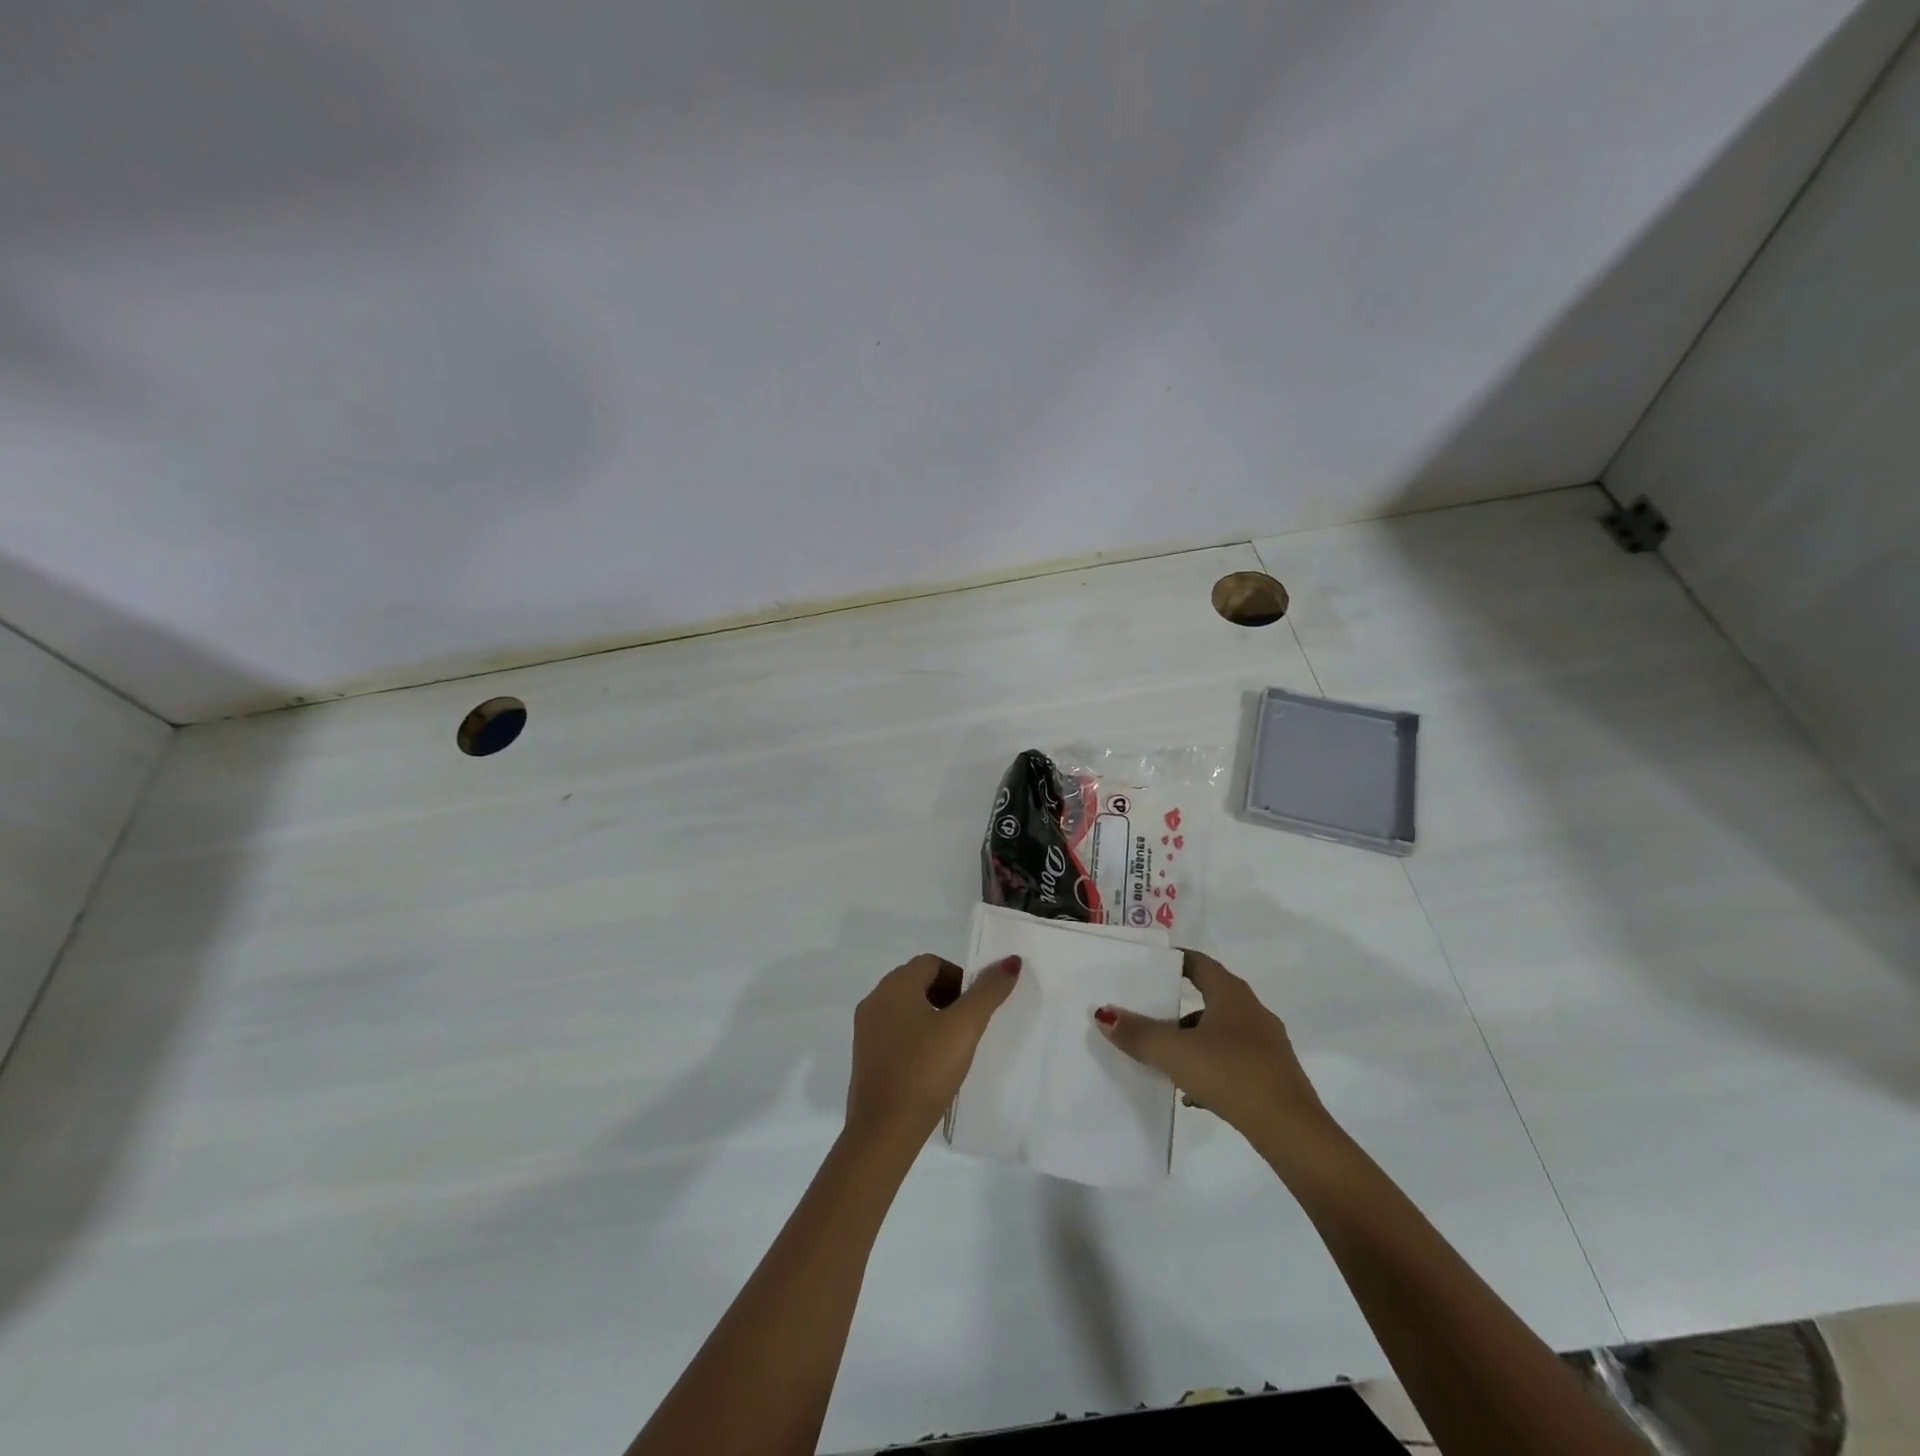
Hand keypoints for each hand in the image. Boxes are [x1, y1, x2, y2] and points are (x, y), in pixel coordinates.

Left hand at [846, 953, 1021, 1145]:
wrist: (883, 1131)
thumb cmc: (925, 1070)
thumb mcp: (964, 1028)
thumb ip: (988, 992)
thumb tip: (1011, 961)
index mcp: (895, 985)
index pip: (931, 963)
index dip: (958, 978)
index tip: (975, 1006)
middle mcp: (875, 999)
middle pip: (917, 982)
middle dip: (946, 995)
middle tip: (968, 1024)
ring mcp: (865, 1029)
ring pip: (905, 1007)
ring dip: (931, 1015)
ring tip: (952, 1046)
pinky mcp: (864, 1056)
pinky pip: (894, 1031)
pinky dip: (915, 1036)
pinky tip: (930, 1064)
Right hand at [1094, 950, 1325, 1143]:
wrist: (1292, 1131)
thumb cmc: (1231, 1074)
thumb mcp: (1174, 1052)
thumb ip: (1137, 1033)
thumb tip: (1104, 1014)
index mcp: (1231, 994)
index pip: (1199, 963)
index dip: (1173, 961)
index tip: (1148, 967)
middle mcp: (1252, 1011)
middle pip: (1208, 998)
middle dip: (1176, 1007)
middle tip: (1146, 1015)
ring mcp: (1267, 1045)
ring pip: (1219, 1032)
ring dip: (1192, 1041)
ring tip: (1164, 1060)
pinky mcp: (1273, 1075)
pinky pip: (1233, 1061)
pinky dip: (1210, 1068)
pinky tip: (1193, 1094)